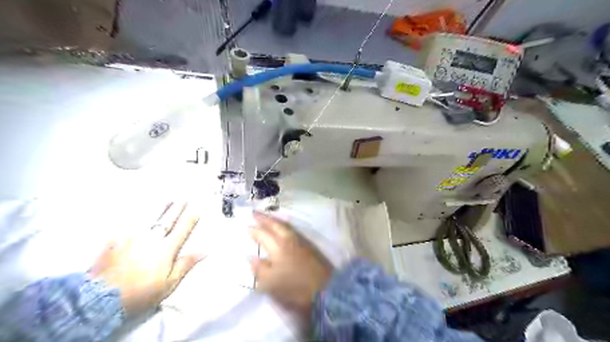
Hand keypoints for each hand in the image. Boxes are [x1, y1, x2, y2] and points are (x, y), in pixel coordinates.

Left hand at [89, 202, 204, 316]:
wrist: (98, 299)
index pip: (183, 228)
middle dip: (178, 208)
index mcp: (166, 249)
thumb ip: (186, 265)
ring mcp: (132, 237)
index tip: (197, 208)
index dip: (191, 218)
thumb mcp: (169, 284)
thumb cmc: (139, 294)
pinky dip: (139, 216)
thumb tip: (204, 252)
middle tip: (184, 199)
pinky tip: (140, 212)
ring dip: (161, 208)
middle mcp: (151, 239)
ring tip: (168, 200)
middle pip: (168, 220)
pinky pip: (130, 223)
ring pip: (150, 218)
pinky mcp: (115, 240)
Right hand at [249, 214, 331, 315]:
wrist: (323, 288)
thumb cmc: (294, 287)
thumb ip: (259, 269)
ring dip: (275, 221)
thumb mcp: (270, 283)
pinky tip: (283, 229)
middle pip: (275, 226)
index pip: (263, 235)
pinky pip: (292, 230)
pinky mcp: (308, 246)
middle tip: (255, 213)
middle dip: (265, 219)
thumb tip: (252, 258)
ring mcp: (300, 242)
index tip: (247, 226)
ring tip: (268, 218)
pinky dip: (284, 226)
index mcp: (277, 248)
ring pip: (285, 227)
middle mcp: (288, 240)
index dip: (255, 231)